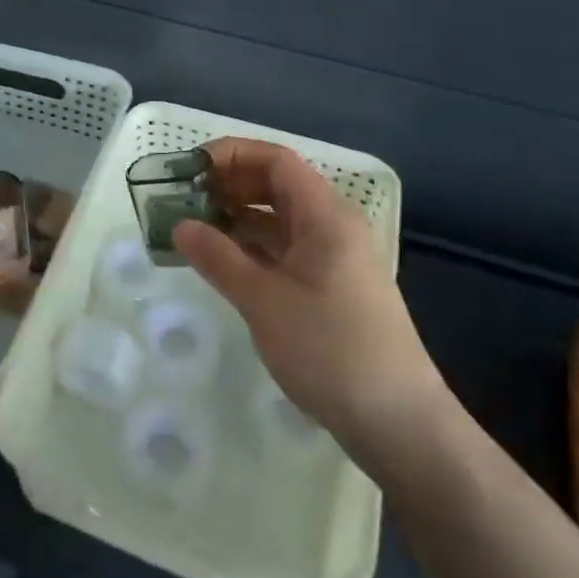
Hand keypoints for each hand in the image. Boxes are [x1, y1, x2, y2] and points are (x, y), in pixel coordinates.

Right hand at [172, 139, 450, 470]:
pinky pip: (285, 249)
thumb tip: (180, 226)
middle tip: (183, 199)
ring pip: (279, 219)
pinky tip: (222, 261)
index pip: (276, 160)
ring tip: (193, 228)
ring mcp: (333, 258)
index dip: (231, 155)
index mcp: (325, 216)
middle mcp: (332, 226)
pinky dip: (252, 247)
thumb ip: (218, 258)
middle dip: (229, 185)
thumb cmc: (330, 350)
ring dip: (237, 217)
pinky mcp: (331, 287)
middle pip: (276, 185)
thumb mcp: (264, 301)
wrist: (398, 423)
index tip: (189, 169)